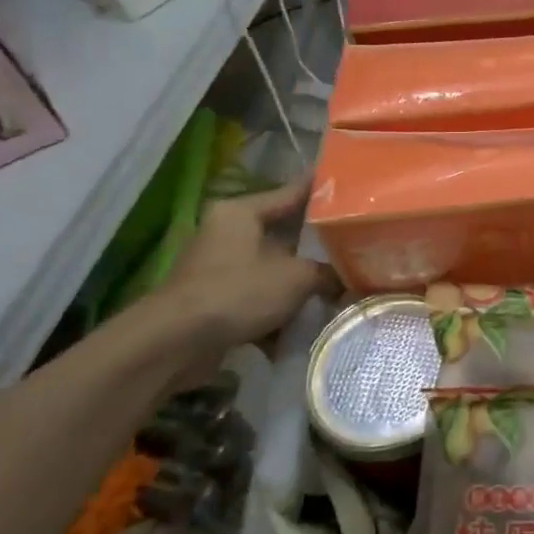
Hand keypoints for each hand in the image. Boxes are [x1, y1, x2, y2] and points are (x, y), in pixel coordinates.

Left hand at [157, 180, 338, 354]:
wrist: (174, 344)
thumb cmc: (238, 292)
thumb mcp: (297, 277)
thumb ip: (328, 272)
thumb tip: (351, 278)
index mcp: (241, 213)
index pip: (292, 193)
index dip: (325, 192)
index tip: (355, 189)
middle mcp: (228, 233)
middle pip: (285, 234)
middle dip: (319, 245)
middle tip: (359, 245)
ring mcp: (220, 268)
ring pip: (275, 269)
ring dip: (302, 282)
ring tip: (342, 287)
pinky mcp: (217, 300)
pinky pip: (260, 297)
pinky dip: (281, 310)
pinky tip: (310, 322)